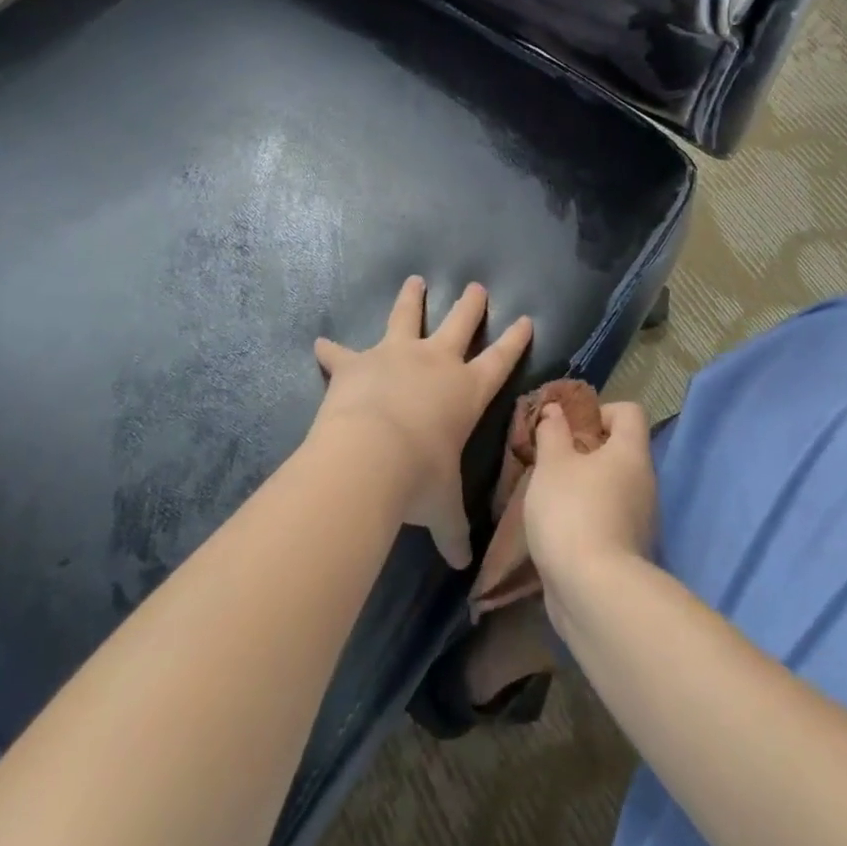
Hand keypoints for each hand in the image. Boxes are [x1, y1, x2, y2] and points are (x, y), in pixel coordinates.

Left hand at [311, 277, 531, 568]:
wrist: (369, 456)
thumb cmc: (419, 479)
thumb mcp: (442, 508)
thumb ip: (453, 531)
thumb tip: (465, 565)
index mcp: (466, 391)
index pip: (500, 360)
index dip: (516, 340)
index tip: (526, 319)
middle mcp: (435, 363)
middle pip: (459, 324)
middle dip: (471, 305)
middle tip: (477, 287)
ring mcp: (395, 356)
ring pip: (407, 317)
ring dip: (411, 299)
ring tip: (415, 280)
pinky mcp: (357, 363)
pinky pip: (341, 353)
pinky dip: (331, 350)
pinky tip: (319, 343)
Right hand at [524, 399, 657, 604]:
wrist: (594, 594)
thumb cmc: (572, 512)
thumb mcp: (552, 464)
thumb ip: (552, 432)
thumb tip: (555, 410)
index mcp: (631, 452)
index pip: (629, 412)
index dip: (600, 411)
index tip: (570, 429)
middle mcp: (645, 481)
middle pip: (620, 451)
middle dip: (585, 452)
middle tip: (553, 463)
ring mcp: (641, 520)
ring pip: (613, 487)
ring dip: (585, 488)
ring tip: (550, 498)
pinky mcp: (630, 552)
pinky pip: (609, 519)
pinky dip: (588, 518)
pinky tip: (560, 531)